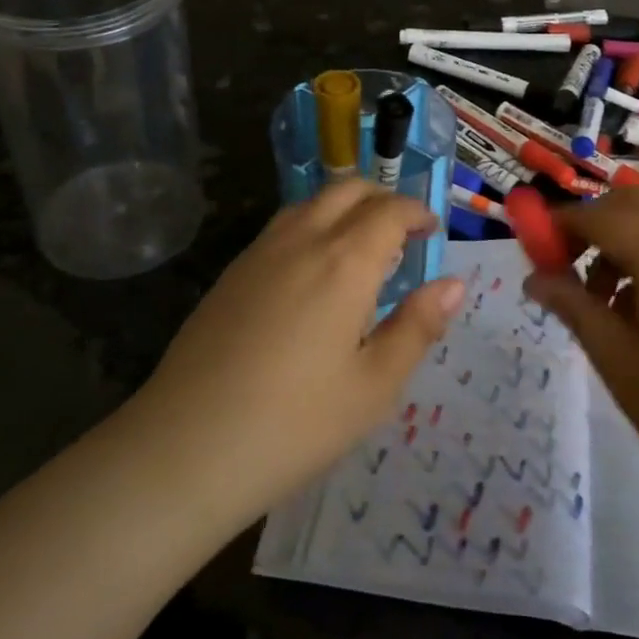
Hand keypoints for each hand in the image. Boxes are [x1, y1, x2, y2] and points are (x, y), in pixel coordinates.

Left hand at [136, 180, 463, 525]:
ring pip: (311, 202)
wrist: (184, 448)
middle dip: (382, 199)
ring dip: (345, 207)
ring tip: (361, 247)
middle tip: (403, 232)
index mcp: (344, 261)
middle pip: (348, 190)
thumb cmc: (295, 424)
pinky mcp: (231, 273)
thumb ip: (417, 327)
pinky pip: (282, 226)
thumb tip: (454, 283)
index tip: (432, 231)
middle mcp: (302, 240)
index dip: (417, 212)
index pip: (389, 210)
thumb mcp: (374, 386)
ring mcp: (259, 252)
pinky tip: (313, 270)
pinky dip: (312, 224)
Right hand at [525, 188, 638, 528]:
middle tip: (567, 269)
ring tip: (605, 301)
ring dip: (623, 239)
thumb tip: (534, 277)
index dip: (558, 224)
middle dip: (592, 223)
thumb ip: (573, 306)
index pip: (598, 214)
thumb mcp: (619, 362)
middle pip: (632, 201)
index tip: (532, 250)